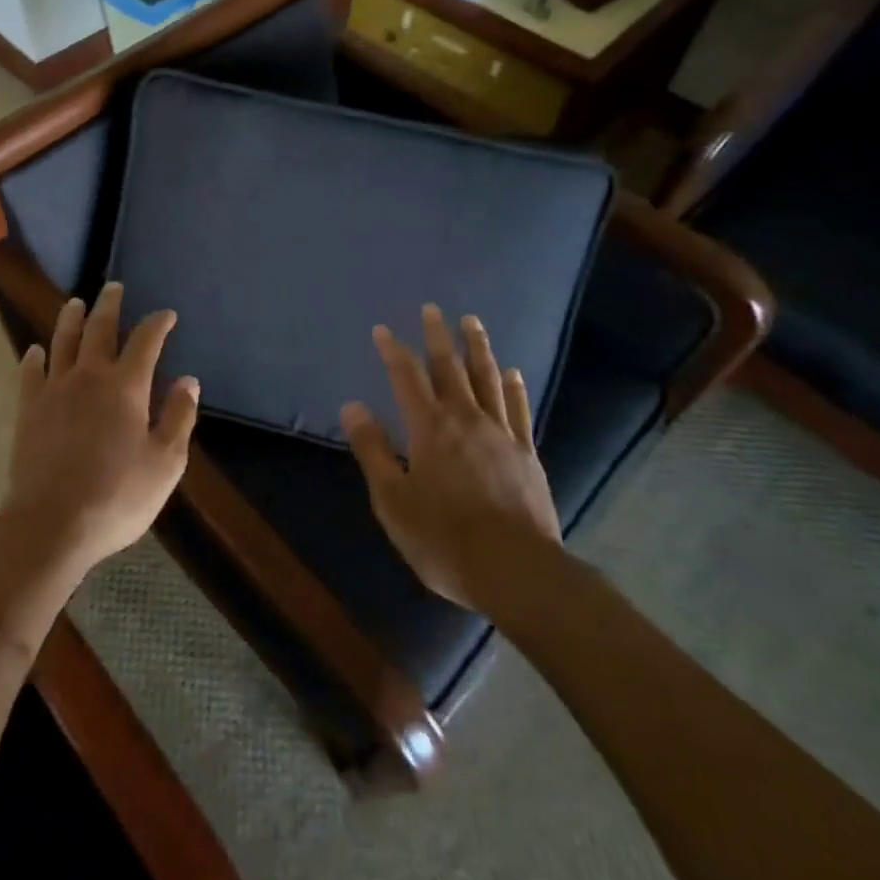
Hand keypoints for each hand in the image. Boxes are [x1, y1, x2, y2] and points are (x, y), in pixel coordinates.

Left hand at [0, 283, 198, 574]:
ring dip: (71, 319)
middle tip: (113, 287)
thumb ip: (178, 417)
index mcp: (126, 386)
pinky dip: (34, 358)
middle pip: (100, 329)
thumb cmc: (118, 496)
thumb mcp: (165, 463)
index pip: (146, 340)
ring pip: (62, 342)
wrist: (52, 525)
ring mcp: (54, 391)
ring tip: (75, 303)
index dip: (158, 323)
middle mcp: (89, 377)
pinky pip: (30, 374)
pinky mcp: (28, 411)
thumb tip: (187, 380)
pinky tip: (35, 351)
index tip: (167, 315)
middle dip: (110, 306)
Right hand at [341, 306, 560, 610]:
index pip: (406, 378)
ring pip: (488, 379)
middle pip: (450, 368)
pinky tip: (513, 372)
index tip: (382, 329)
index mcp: (429, 429)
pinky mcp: (526, 454)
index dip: (393, 351)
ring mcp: (501, 434)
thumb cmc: (443, 539)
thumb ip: (373, 450)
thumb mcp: (392, 500)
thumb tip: (352, 406)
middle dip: (437, 336)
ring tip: (472, 322)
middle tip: (432, 308)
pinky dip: (514, 387)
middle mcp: (466, 420)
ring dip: (478, 348)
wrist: (516, 571)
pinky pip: (519, 409)